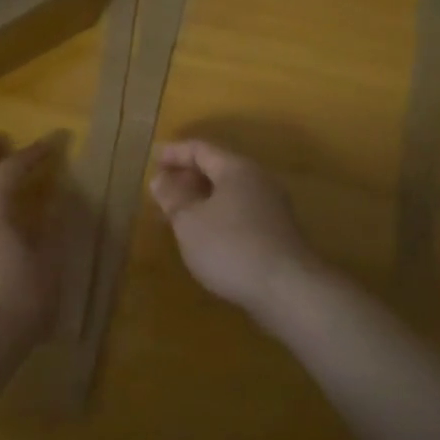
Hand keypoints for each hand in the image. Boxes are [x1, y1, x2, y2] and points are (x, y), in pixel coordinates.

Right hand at [148, 140, 323, 316]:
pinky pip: (239, 212)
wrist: (287, 290)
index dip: (174, 153)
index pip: (200, 149)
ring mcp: (271, 206)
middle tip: (161, 191)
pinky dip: (217, 215)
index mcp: (236, 168)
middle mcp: (258, 180)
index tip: (152, 161)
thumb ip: (173, 198)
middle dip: (187, 177)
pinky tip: (204, 236)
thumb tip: (160, 179)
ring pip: (228, 192)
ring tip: (177, 215)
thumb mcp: (190, 222)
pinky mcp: (277, 232)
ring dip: (201, 199)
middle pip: (217, 168)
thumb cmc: (231, 247)